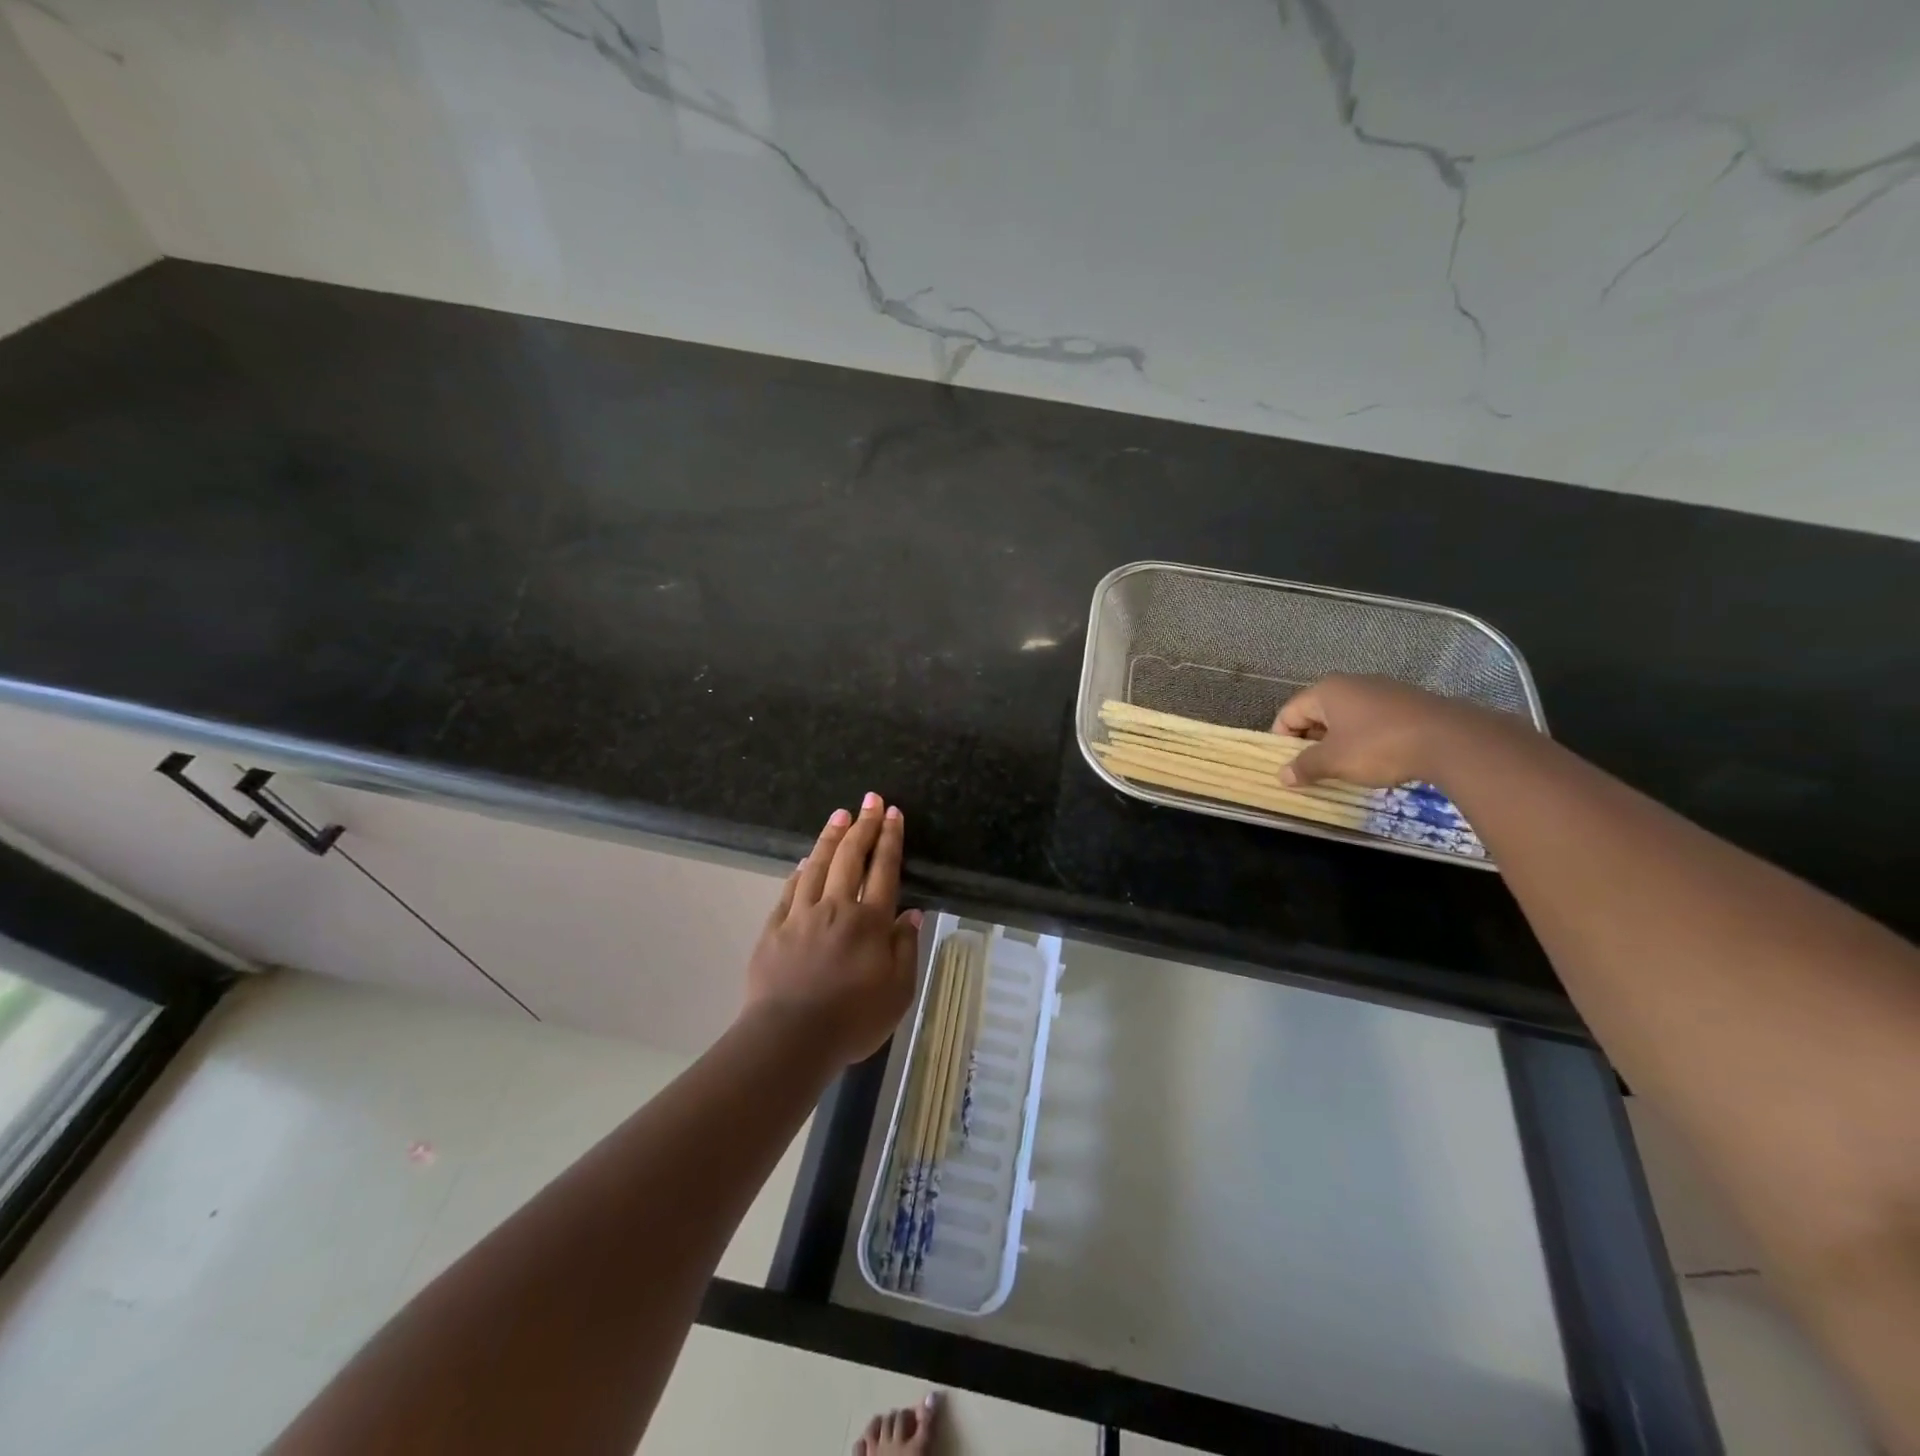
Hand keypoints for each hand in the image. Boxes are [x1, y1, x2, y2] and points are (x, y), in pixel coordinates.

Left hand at [744, 793, 920, 1067]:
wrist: (789, 1038)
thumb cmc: (852, 1020)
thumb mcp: (898, 992)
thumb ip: (905, 949)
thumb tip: (912, 914)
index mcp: (870, 922)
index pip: (884, 870)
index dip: (890, 839)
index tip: (893, 813)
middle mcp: (836, 908)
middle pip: (850, 858)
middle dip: (863, 825)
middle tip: (869, 800)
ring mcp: (801, 915)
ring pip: (817, 865)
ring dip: (830, 838)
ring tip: (839, 815)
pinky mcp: (774, 928)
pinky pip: (789, 890)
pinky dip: (799, 871)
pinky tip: (803, 861)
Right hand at [1274, 674, 1519, 788]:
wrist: (1451, 740)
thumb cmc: (1379, 746)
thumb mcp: (1335, 761)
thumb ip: (1305, 766)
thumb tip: (1283, 775)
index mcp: (1326, 690)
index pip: (1288, 713)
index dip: (1281, 740)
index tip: (1287, 766)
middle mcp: (1352, 683)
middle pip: (1316, 713)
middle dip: (1310, 742)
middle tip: (1312, 770)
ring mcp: (1383, 690)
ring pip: (1346, 717)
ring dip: (1337, 742)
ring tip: (1343, 768)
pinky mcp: (1408, 703)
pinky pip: (1372, 720)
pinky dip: (1364, 739)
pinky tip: (1375, 760)